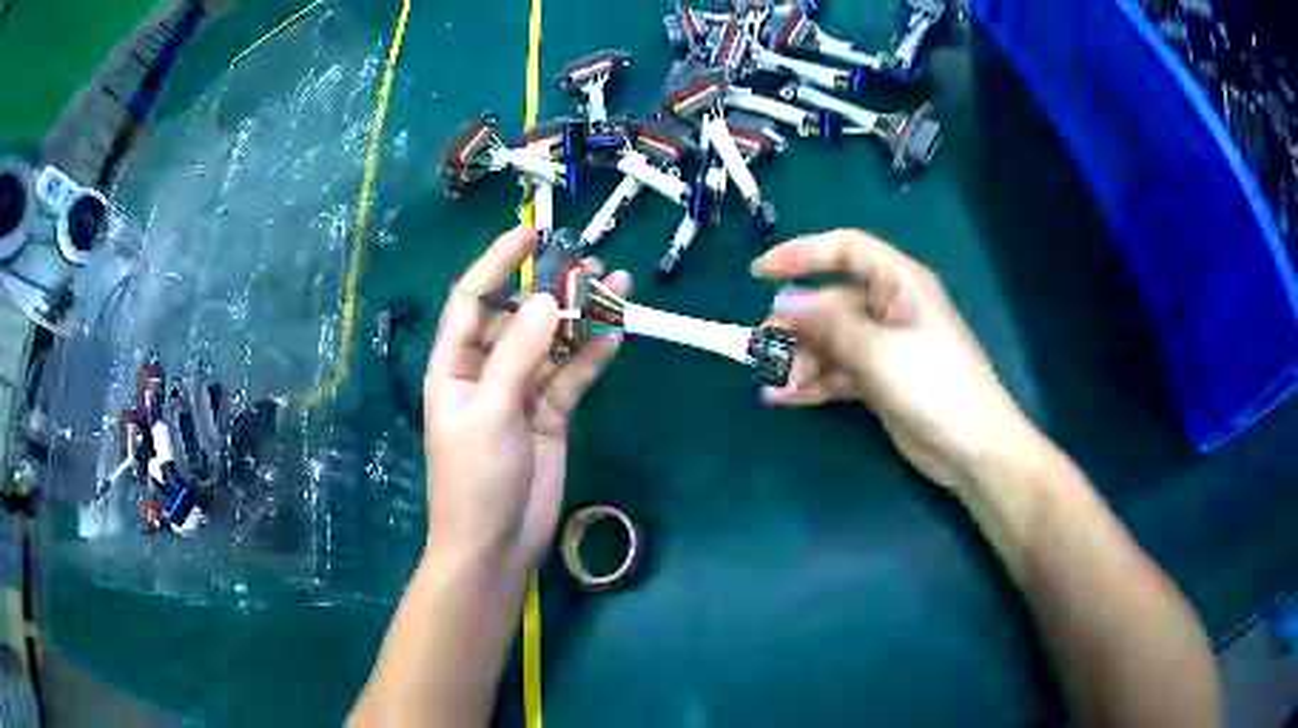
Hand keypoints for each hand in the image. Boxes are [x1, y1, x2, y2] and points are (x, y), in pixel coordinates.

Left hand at [423, 227, 630, 570]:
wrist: (497, 544)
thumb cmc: (475, 478)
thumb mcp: (490, 411)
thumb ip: (518, 354)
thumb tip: (548, 301)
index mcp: (456, 364)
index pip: (473, 299)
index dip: (499, 263)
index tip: (533, 234)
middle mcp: (487, 370)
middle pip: (520, 316)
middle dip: (552, 288)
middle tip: (590, 262)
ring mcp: (522, 392)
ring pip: (554, 343)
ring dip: (582, 316)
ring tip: (617, 285)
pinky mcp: (551, 414)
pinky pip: (574, 375)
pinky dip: (594, 355)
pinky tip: (617, 332)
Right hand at [752, 230, 1038, 491]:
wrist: (972, 447)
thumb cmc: (936, 385)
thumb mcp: (881, 351)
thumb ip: (830, 325)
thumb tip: (783, 300)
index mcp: (898, 283)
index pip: (845, 250)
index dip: (802, 254)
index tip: (760, 272)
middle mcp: (888, 308)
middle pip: (830, 302)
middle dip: (795, 324)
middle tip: (762, 348)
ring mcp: (882, 346)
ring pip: (829, 341)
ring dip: (800, 359)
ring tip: (775, 383)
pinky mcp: (877, 380)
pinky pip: (836, 372)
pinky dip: (811, 383)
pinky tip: (783, 397)